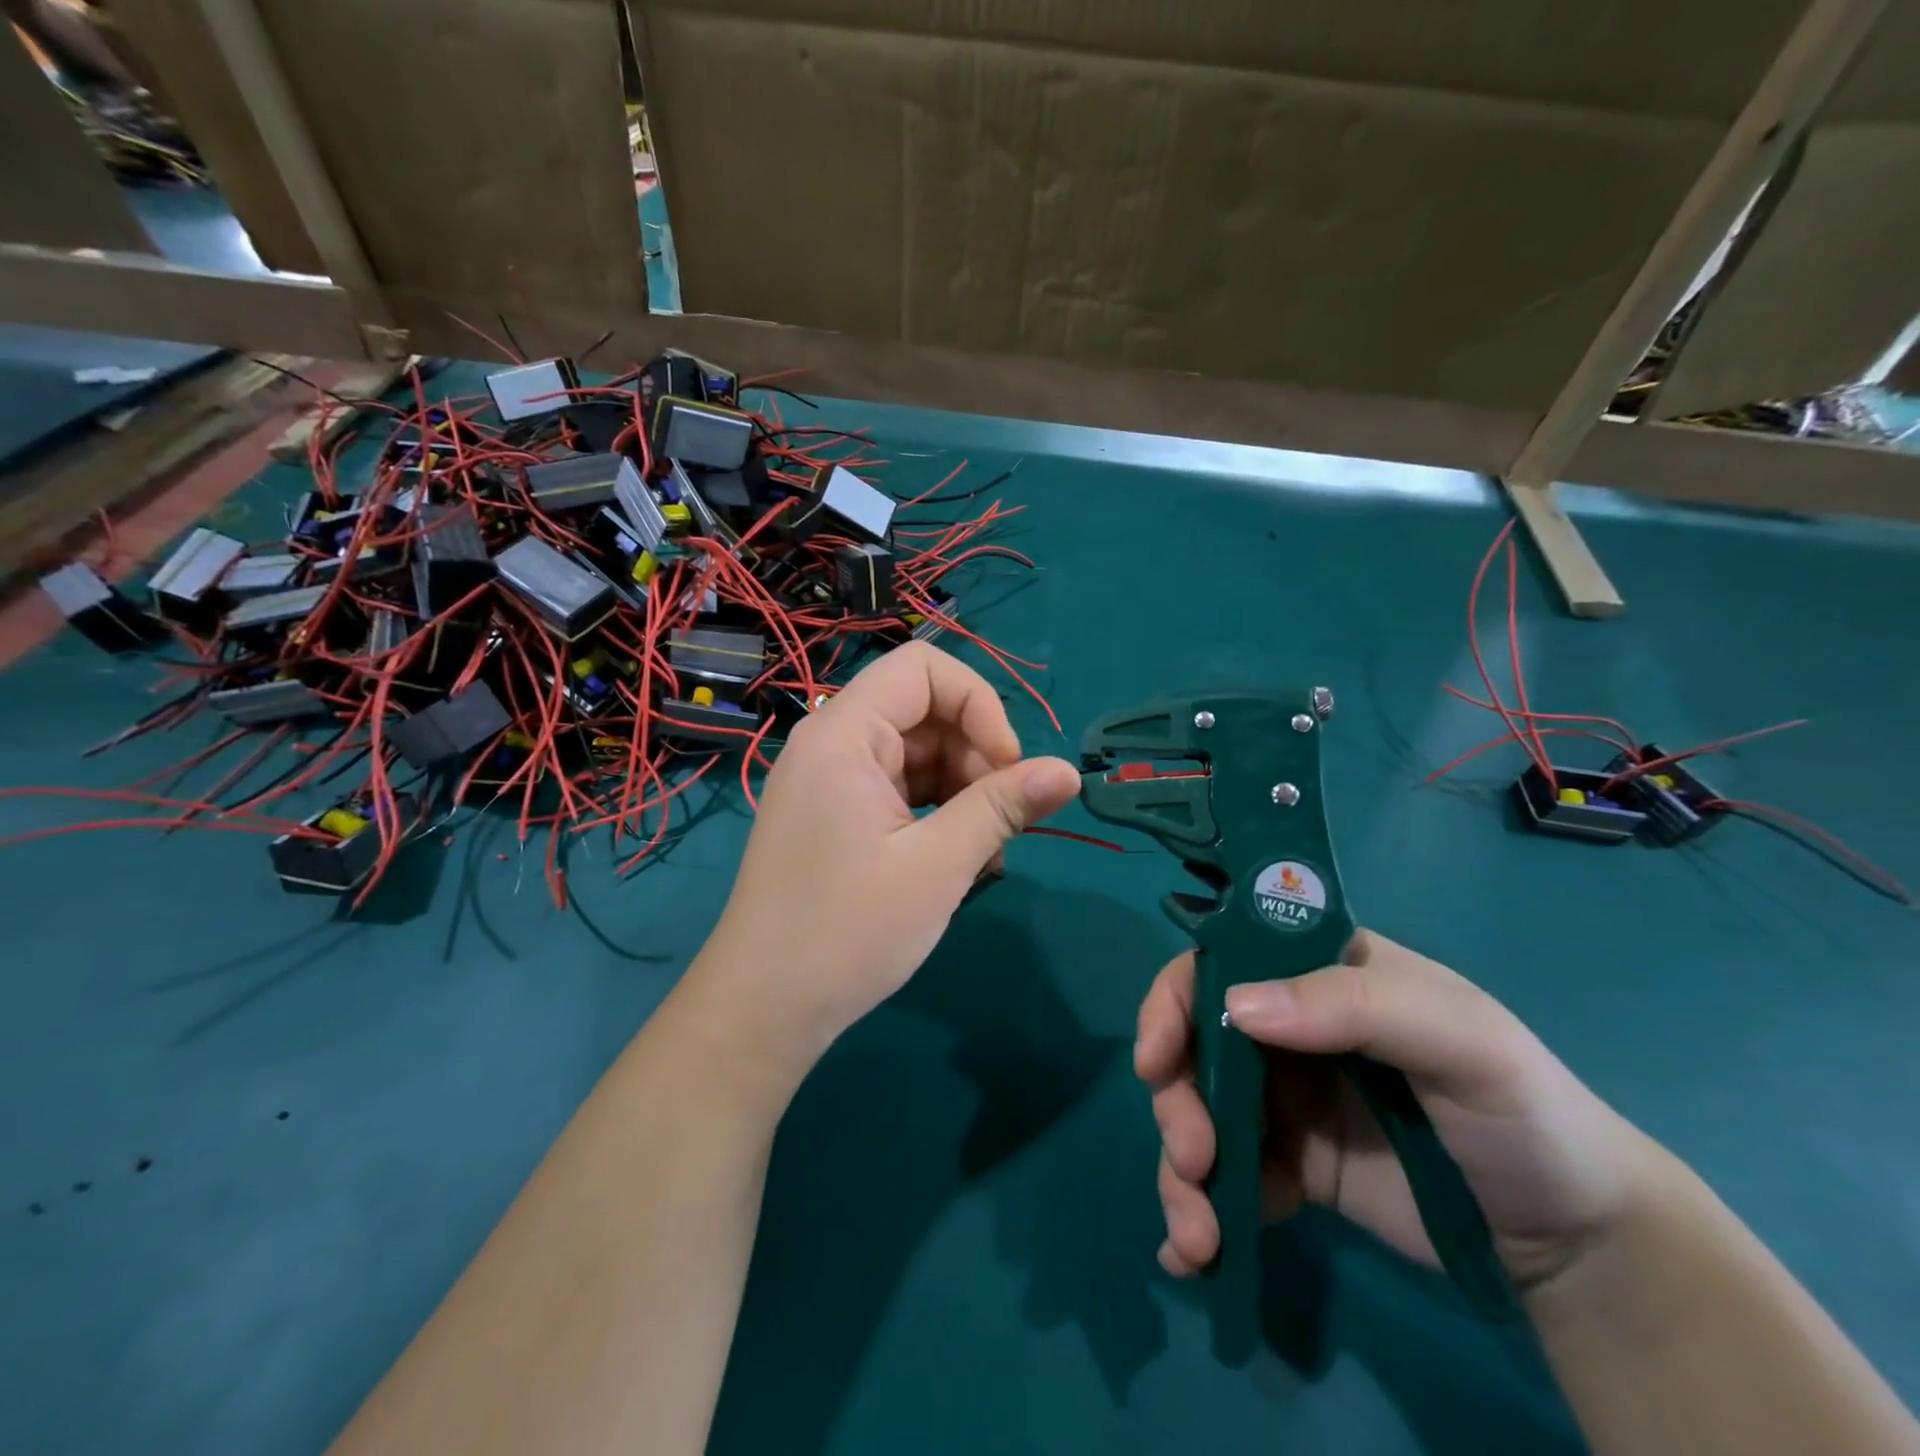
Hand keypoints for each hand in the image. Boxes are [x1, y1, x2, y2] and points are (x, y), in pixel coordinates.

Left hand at [690, 642, 1081, 1080]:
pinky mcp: (834, 817)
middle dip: (974, 754)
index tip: (1008, 766)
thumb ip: (1003, 807)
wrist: (763, 1010)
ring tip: (985, 850)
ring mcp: (830, 782)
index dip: (979, 704)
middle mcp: (831, 744)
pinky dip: (935, 812)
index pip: (923, 669)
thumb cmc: (848, 931)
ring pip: (916, 754)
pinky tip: (959, 861)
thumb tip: (1070, 772)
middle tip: (1002, 820)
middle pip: (923, 712)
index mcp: (844, 734)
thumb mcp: (939, 865)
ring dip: (961, 789)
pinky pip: (898, 790)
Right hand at [1138, 929, 1657, 1290]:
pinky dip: (1201, 1210)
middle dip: (1176, 1102)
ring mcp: (1283, 1099)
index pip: (1221, 962)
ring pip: (1198, 1113)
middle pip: (1193, 1045)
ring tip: (1198, 1237)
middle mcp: (1287, 1027)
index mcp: (1316, 975)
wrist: (1577, 1239)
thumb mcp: (1459, 1039)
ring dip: (1180, 1171)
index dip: (1174, 1000)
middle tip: (1193, 1160)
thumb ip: (1353, 1007)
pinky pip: (1227, 1177)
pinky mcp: (1289, 1167)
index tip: (1155, 1059)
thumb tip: (1236, 1009)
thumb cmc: (1521, 1110)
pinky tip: (1196, 1258)